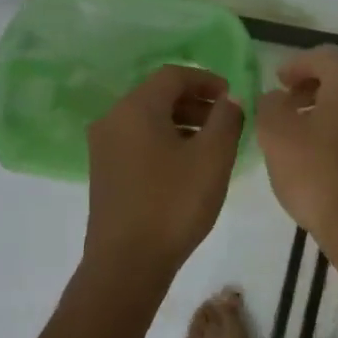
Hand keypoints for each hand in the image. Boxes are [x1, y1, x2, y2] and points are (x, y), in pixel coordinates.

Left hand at [84, 65, 243, 273]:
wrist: (127, 263)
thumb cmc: (173, 203)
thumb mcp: (212, 157)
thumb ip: (226, 119)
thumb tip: (230, 99)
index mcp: (136, 108)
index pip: (173, 75)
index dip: (207, 80)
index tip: (233, 96)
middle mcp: (113, 119)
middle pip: (158, 95)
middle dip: (196, 101)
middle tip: (227, 119)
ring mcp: (104, 147)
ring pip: (148, 119)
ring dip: (182, 122)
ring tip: (213, 143)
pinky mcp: (105, 172)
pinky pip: (139, 141)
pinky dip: (166, 140)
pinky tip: (188, 165)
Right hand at [255, 46, 337, 254]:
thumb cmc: (318, 174)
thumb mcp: (276, 135)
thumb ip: (270, 105)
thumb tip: (278, 97)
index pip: (321, 57)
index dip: (295, 66)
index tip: (276, 81)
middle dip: (313, 86)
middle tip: (287, 103)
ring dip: (331, 108)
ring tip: (303, 130)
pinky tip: (328, 152)